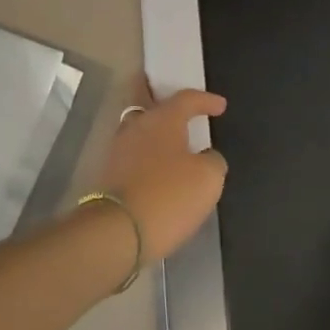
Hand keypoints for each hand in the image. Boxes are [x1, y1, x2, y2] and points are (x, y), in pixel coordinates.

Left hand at [95, 79, 228, 262]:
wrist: (116, 232)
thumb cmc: (168, 196)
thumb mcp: (208, 179)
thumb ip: (213, 161)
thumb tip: (206, 156)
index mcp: (162, 118)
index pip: (187, 98)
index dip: (206, 100)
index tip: (221, 106)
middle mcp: (137, 125)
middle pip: (152, 106)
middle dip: (168, 106)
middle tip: (183, 111)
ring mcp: (118, 148)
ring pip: (140, 130)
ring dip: (157, 133)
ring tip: (174, 143)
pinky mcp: (108, 173)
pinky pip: (133, 154)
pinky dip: (147, 156)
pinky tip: (158, 168)